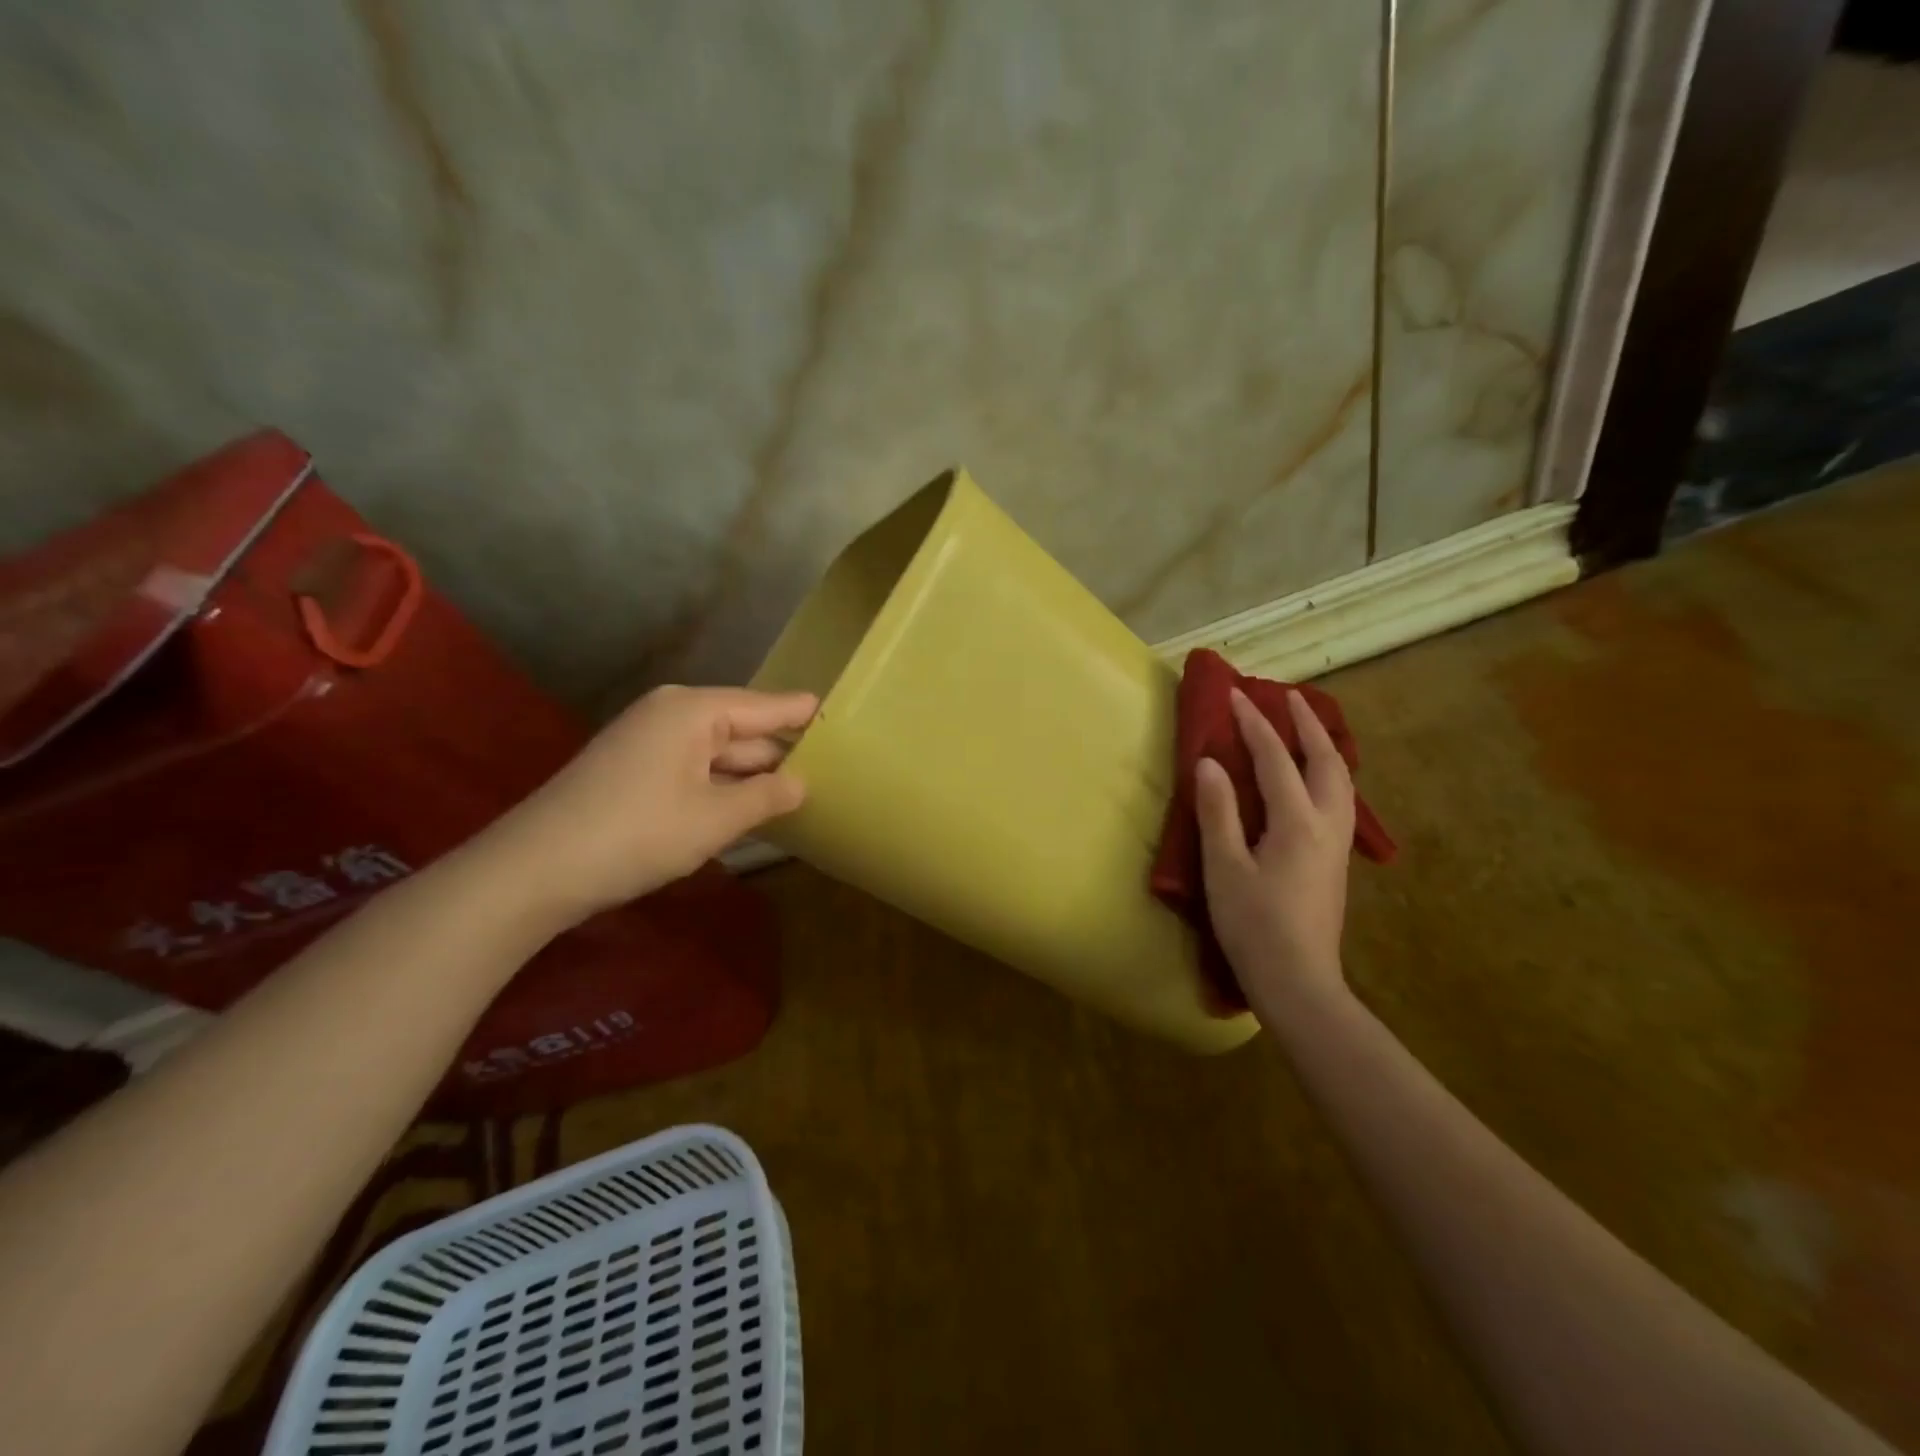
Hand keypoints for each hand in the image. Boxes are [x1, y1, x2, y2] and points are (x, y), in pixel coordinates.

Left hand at [488, 685, 816, 926]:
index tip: (838, 714)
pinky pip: (694, 768)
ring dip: (751, 775)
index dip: (802, 714)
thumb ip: (767, 795)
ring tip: (800, 790)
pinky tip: (747, 807)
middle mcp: (671, 714)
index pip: (765, 706)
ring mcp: (648, 741)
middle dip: (779, 752)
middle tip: (831, 768)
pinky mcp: (634, 769)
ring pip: (717, 752)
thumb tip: (801, 782)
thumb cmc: (638, 833)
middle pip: (741, 728)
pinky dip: (721, 786)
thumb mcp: (716, 818)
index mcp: (693, 710)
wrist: (536, 869)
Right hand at [1194, 687, 1355, 1015]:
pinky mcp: (1335, 860)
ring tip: (1307, 728)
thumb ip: (1218, 811)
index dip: (1255, 725)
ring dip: (1323, 746)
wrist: (1298, 980)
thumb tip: (1209, 762)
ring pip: (1340, 780)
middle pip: (1325, 761)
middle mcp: (1327, 824)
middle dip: (1306, 725)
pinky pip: (1339, 798)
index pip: (1276, 760)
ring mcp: (1337, 844)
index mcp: (1297, 822)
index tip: (1237, 695)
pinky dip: (1327, 772)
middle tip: (1288, 697)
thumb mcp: (1224, 867)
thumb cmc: (1253, 924)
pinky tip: (1315, 779)